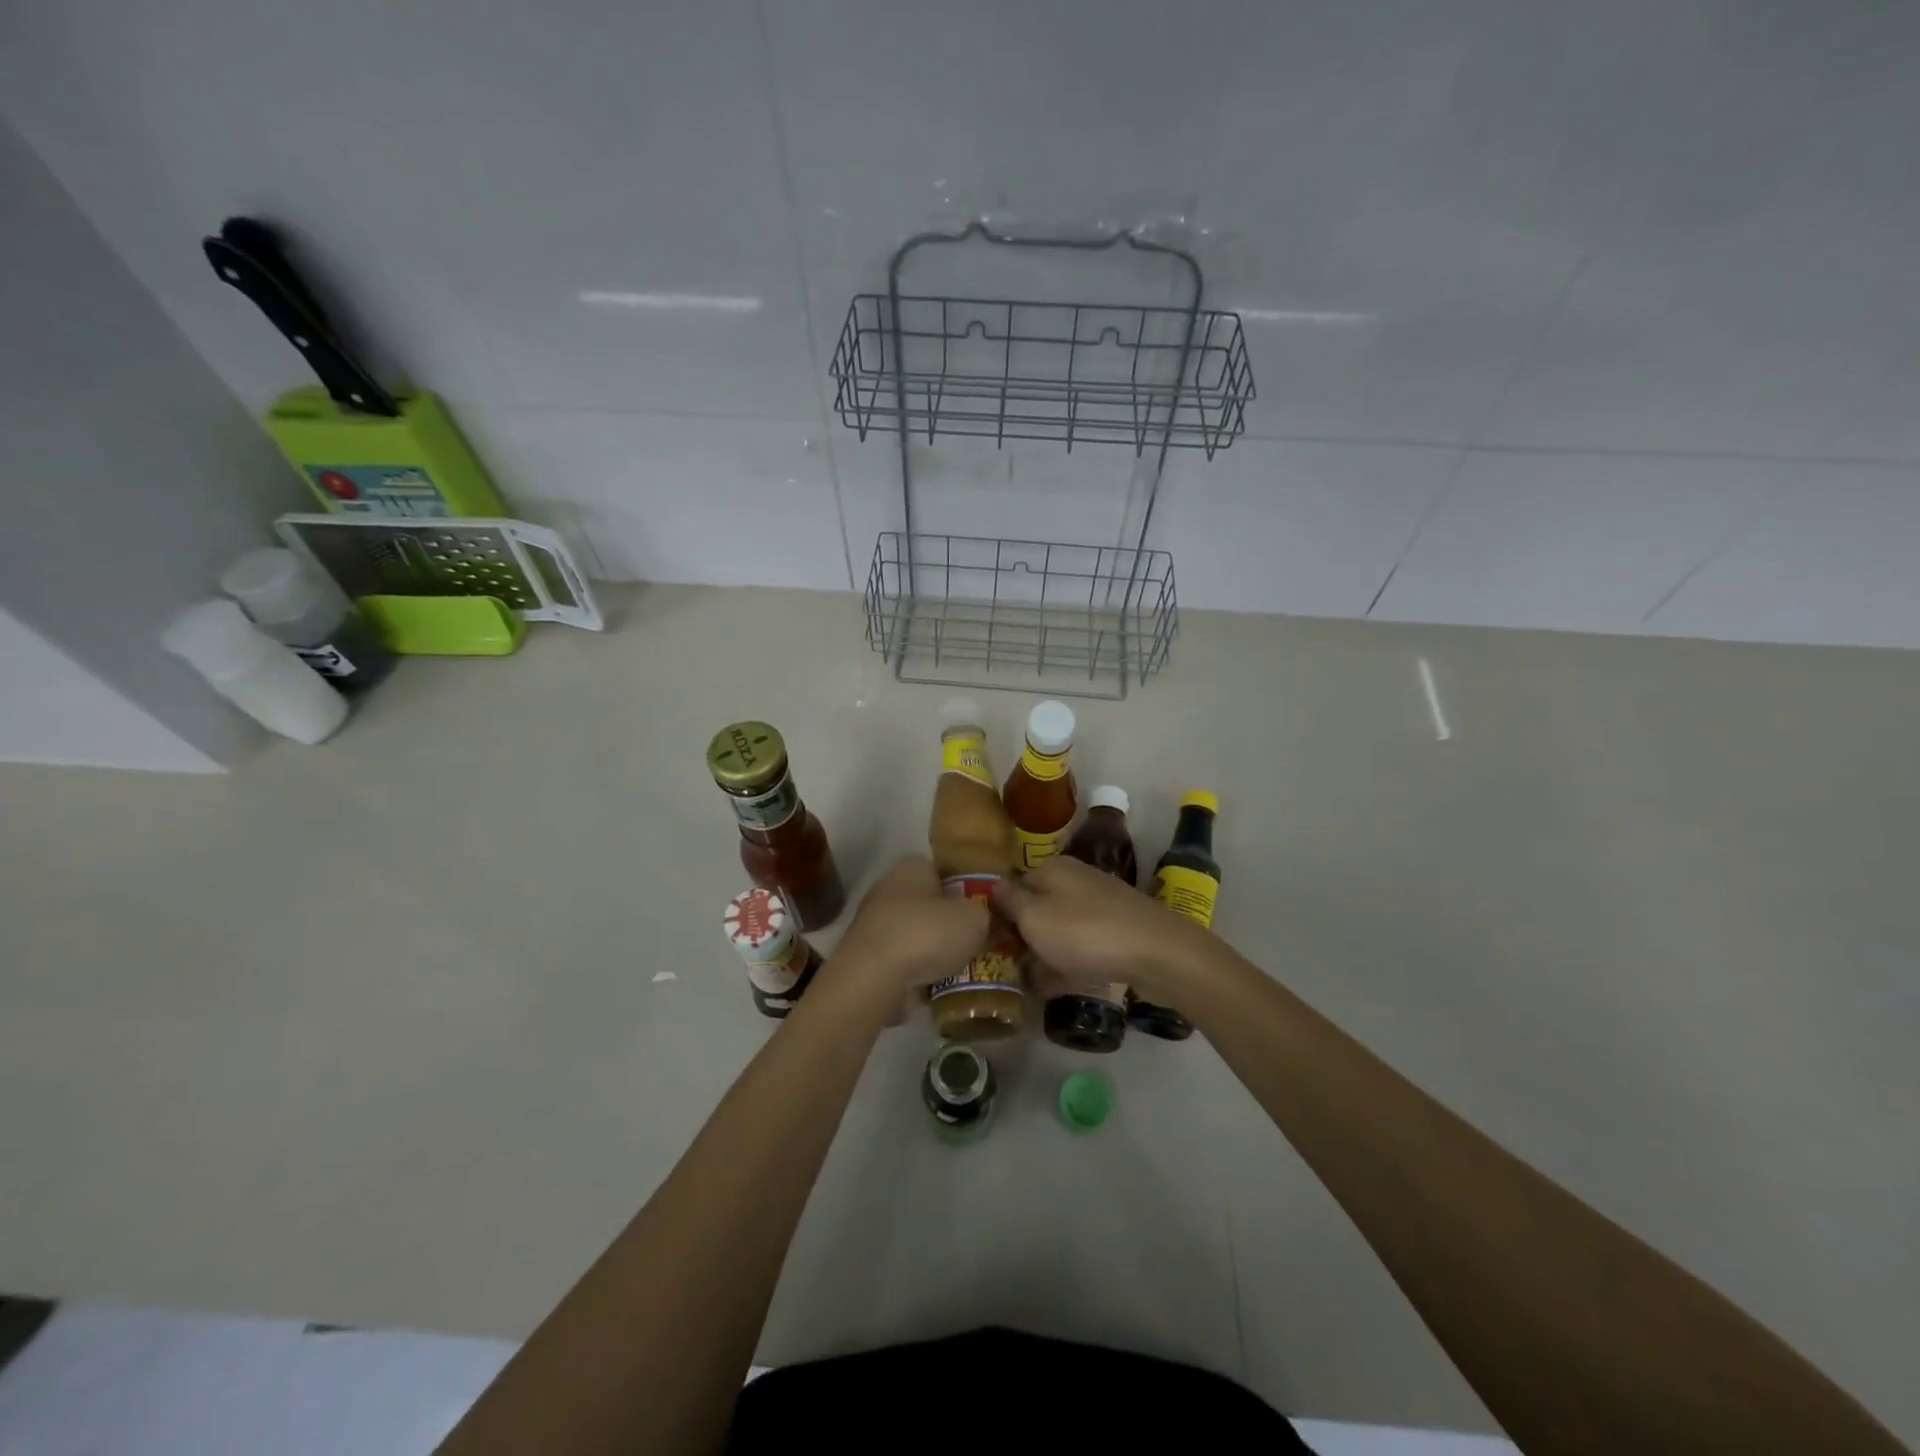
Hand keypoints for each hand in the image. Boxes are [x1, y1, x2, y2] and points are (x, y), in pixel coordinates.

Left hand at [828, 856, 989, 1000]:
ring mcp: (875, 924)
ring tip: (965, 970)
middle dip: (952, 924)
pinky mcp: (869, 957)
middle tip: (979, 943)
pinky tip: (941, 988)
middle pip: (931, 905)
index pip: (945, 871)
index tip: (984, 912)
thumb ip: (987, 914)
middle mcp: (889, 889)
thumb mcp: (975, 918)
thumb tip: (987, 920)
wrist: (874, 979)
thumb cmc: (927, 934)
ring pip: (918, 935)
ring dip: (937, 952)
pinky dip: (920, 973)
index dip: (967, 890)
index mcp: (912, 867)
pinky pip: (905, 962)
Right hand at [991, 855, 1205, 1001]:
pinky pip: (1084, 944)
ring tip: (1032, 984)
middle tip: (1010, 968)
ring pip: (1061, 927)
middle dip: (1024, 936)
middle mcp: (1076, 878)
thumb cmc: (1084, 932)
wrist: (1156, 952)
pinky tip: (1061, 985)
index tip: (990, 946)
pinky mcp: (1119, 927)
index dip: (1000, 916)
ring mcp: (1100, 902)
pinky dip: (1071, 962)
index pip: (1013, 887)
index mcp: (1052, 868)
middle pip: (1038, 907)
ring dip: (1046, 953)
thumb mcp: (1033, 917)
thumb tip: (993, 885)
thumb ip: (1009, 902)